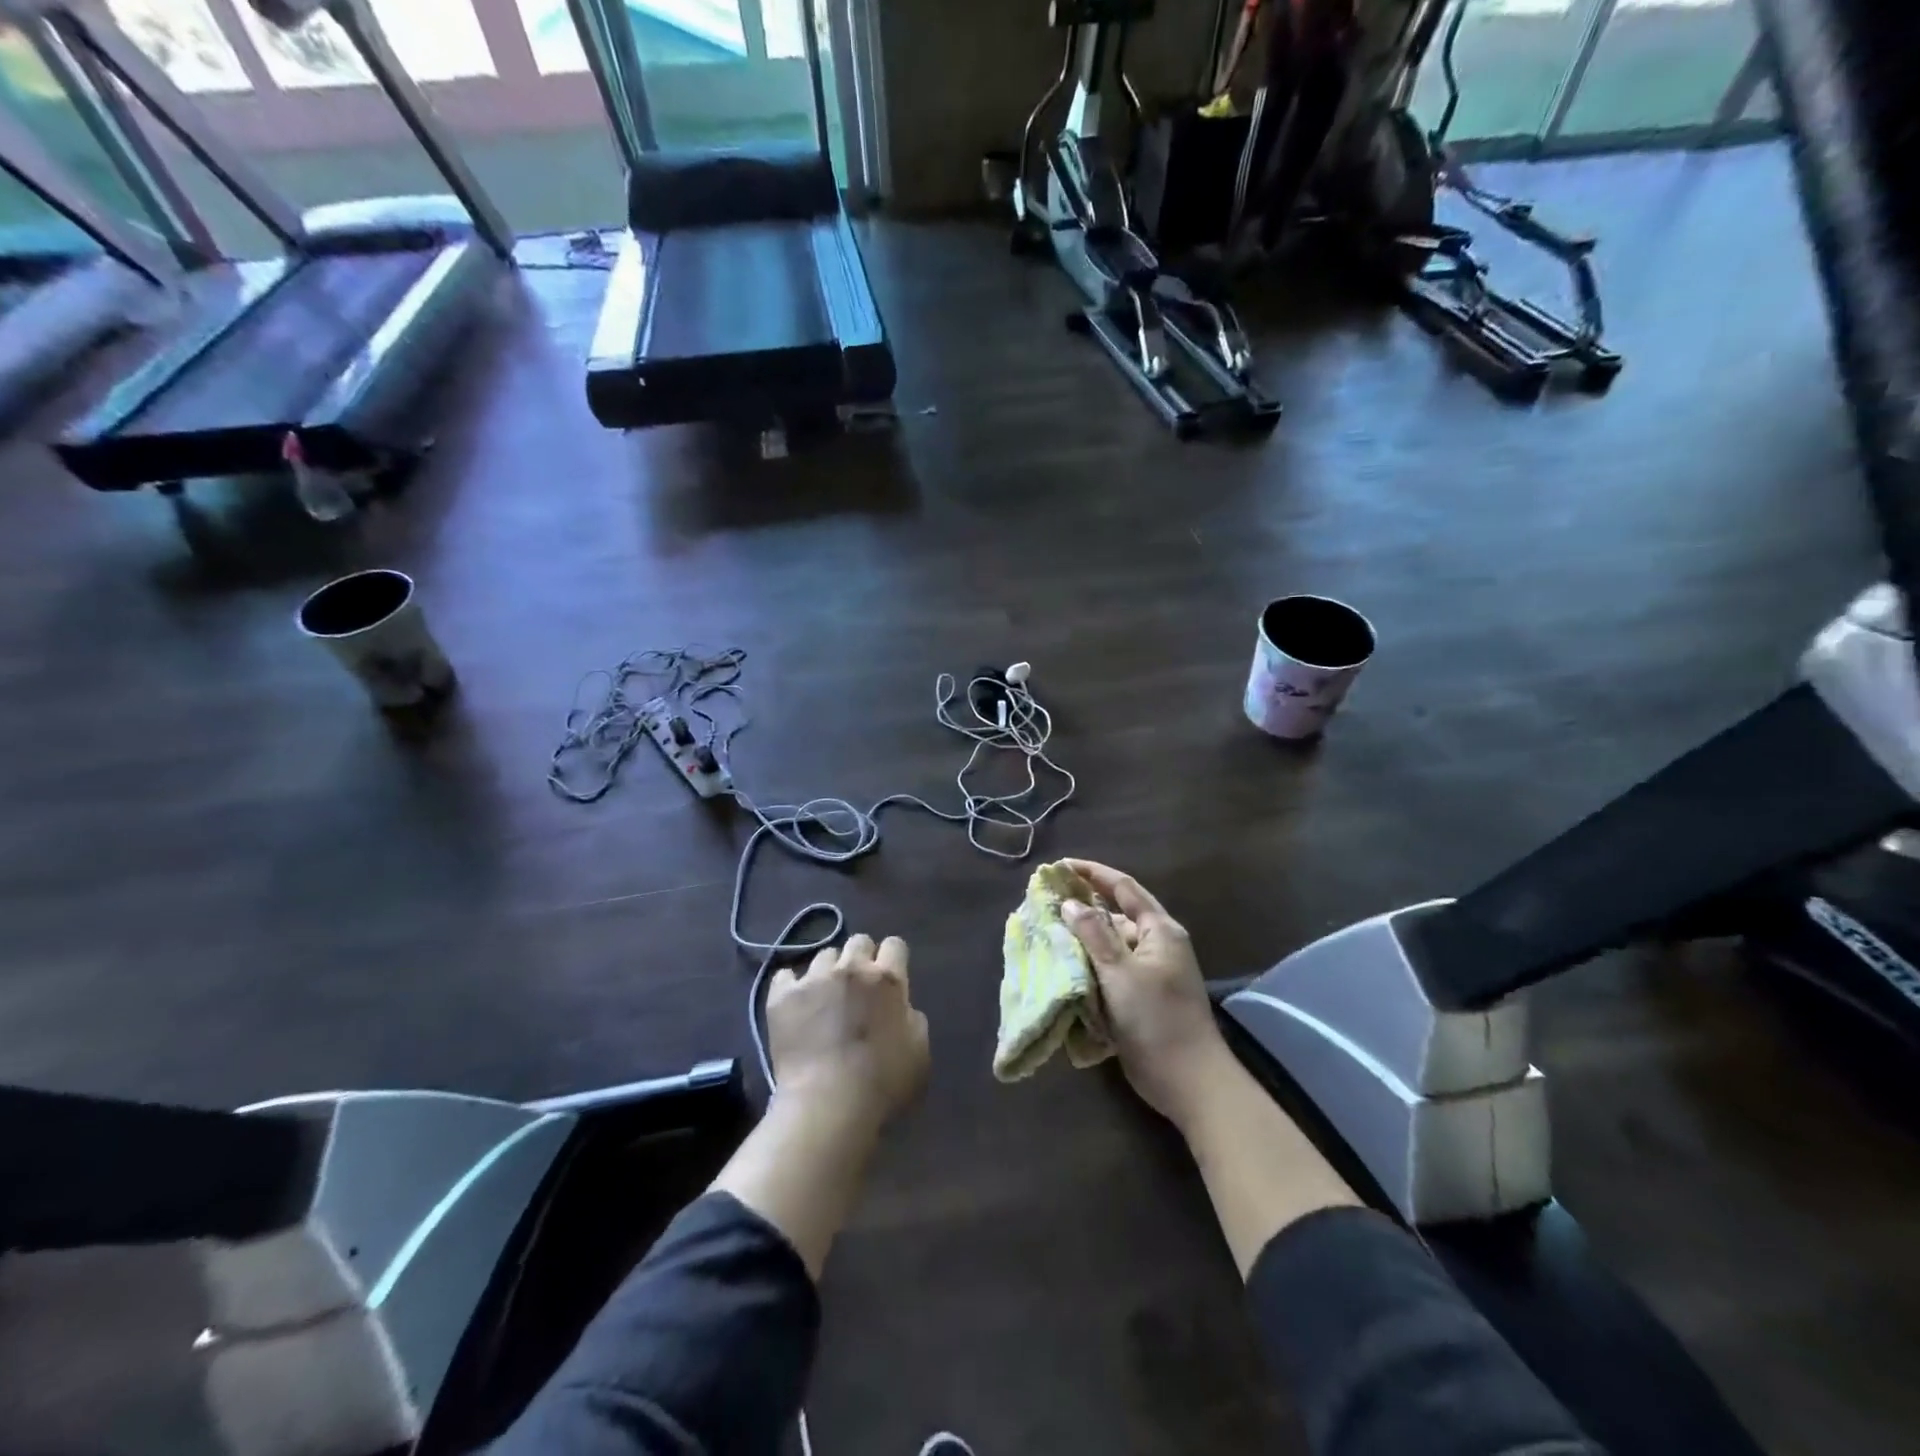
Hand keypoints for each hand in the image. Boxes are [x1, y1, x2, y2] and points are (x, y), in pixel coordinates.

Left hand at [767, 933, 930, 1132]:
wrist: (828, 1104)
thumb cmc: (882, 1084)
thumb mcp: (919, 1052)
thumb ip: (912, 1018)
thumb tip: (899, 1007)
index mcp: (888, 979)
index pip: (894, 944)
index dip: (893, 959)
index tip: (890, 978)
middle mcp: (851, 968)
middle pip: (858, 941)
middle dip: (861, 958)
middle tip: (858, 987)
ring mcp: (813, 979)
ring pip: (824, 955)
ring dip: (829, 972)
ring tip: (824, 998)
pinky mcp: (782, 996)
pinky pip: (785, 975)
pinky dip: (792, 986)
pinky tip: (795, 1004)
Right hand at [1060, 860, 1230, 1127]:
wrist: (1189, 1082)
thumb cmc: (1156, 1019)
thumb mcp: (1120, 972)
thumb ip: (1094, 934)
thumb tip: (1070, 903)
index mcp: (1160, 930)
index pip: (1124, 888)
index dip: (1093, 873)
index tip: (1061, 866)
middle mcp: (1157, 945)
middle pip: (1116, 916)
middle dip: (1084, 908)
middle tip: (1048, 903)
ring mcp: (1150, 973)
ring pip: (1111, 945)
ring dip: (1084, 940)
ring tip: (1048, 933)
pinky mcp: (1141, 997)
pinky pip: (1110, 971)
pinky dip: (1089, 966)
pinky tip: (1065, 967)